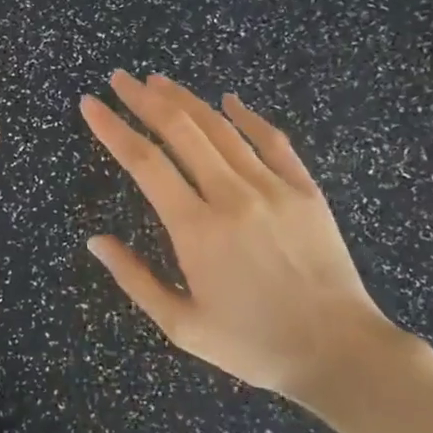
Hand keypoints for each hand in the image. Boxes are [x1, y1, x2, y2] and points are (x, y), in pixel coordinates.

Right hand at [80, 72, 402, 400]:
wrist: (341, 353)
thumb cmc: (254, 344)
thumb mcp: (182, 325)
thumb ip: (135, 279)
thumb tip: (95, 241)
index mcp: (196, 229)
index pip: (144, 162)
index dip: (112, 128)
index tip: (90, 105)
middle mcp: (232, 196)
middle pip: (181, 130)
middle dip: (144, 99)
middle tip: (120, 78)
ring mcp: (273, 188)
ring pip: (221, 128)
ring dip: (186, 99)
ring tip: (158, 81)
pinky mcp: (305, 190)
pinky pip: (272, 141)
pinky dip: (247, 117)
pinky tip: (229, 100)